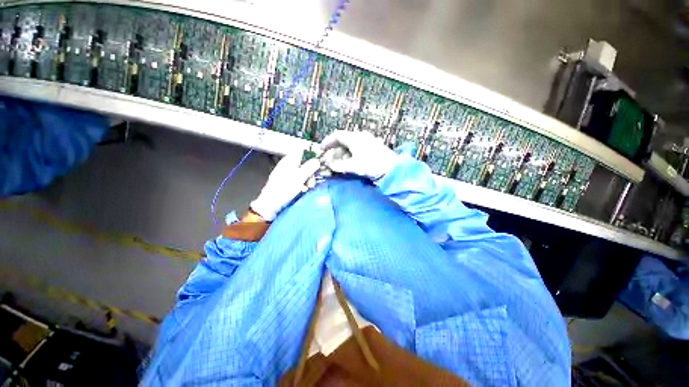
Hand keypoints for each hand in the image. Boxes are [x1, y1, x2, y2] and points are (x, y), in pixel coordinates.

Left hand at [250, 152, 320, 220]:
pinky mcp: (288, 181)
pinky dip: (303, 184)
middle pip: (305, 163)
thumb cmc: (285, 188)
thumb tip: (318, 160)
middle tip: (312, 183)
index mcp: (290, 160)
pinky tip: (303, 190)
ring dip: (308, 180)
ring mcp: (288, 173)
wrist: (271, 203)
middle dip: (311, 173)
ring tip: (307, 188)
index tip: (319, 163)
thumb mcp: (300, 177)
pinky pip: (299, 179)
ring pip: (303, 172)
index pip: (303, 151)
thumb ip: (310, 167)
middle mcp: (289, 164)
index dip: (312, 155)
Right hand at [320, 130, 398, 179]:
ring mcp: (368, 141)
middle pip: (343, 141)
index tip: (321, 149)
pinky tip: (350, 162)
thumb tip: (329, 165)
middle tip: (330, 160)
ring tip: (339, 163)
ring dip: (342, 154)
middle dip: (334, 151)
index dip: (327, 142)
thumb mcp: (353, 166)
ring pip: (350, 145)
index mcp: (354, 138)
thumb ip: (339, 165)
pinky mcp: (373, 147)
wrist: (392, 168)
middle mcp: (360, 136)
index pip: (337, 135)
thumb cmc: (372, 164)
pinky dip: (351, 155)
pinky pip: (357, 148)